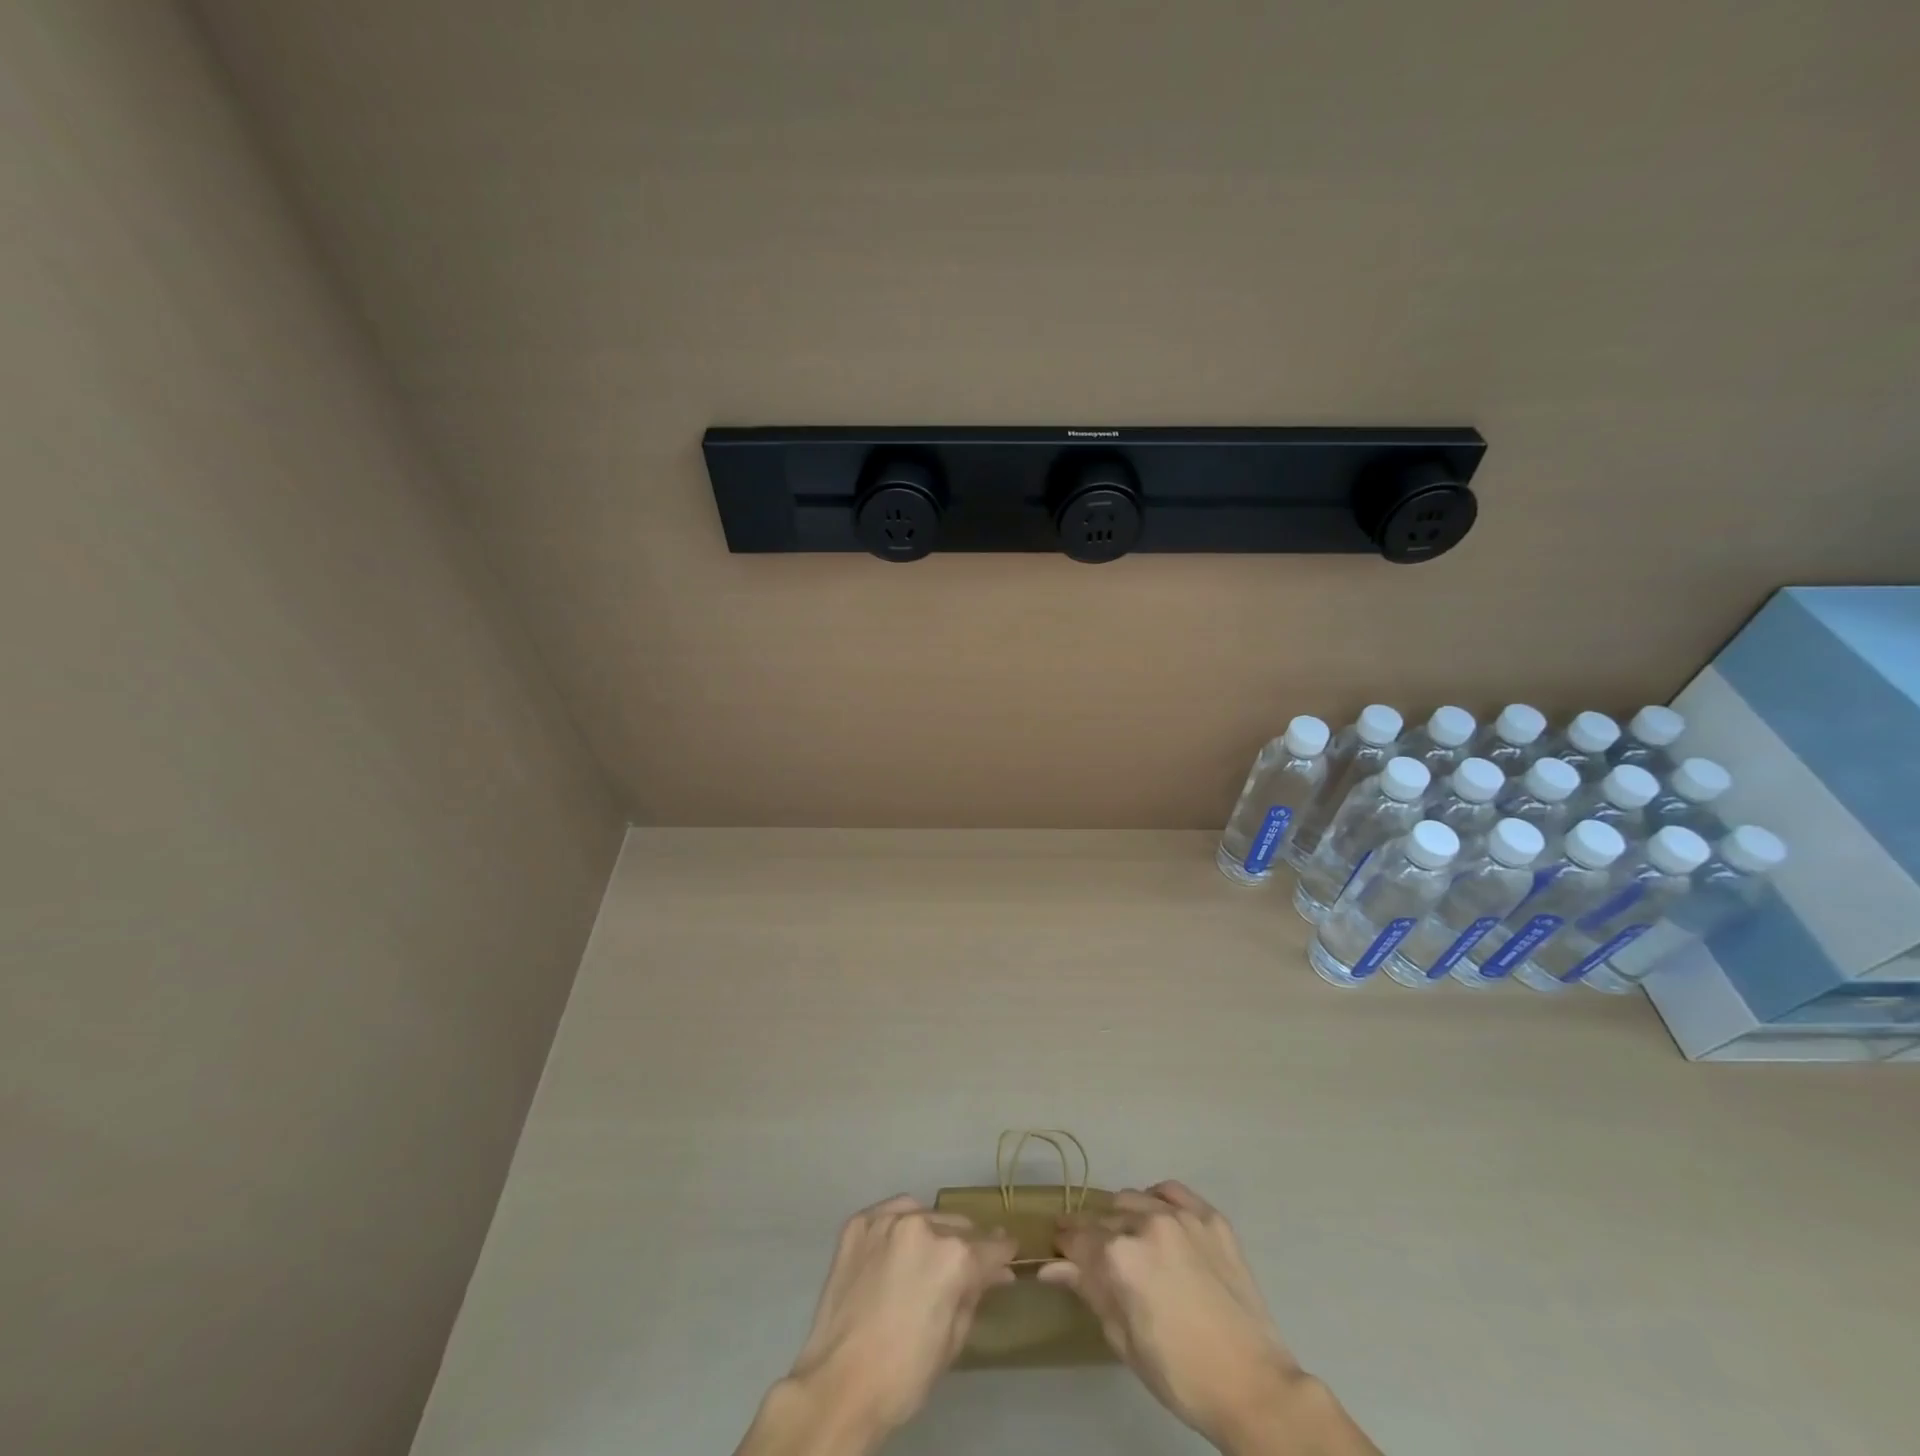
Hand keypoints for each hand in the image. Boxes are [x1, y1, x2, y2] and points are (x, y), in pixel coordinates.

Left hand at [736, 1195, 1016, 1455]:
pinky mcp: (859, 1223)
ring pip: (925, 1214)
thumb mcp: (954, 1339)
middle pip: (959, 1226)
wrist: (839, 1385)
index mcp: (954, 1257)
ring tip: (924, 1258)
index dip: (1003, 1254)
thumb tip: (996, 1272)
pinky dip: (898, 1227)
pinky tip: (895, 1250)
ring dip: (932, 1232)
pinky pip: (890, 1214)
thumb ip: (975, 1294)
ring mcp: (887, 1220)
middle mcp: (924, 1226)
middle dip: (966, 1246)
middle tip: (962, 1268)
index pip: (992, 1246)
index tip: (1007, 1256)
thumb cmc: (904, 1374)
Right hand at [1041, 1182, 1375, 1455]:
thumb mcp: (1124, 1339)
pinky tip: (1161, 1221)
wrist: (1254, 1386)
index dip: (1064, 1244)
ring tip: (1134, 1244)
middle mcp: (1146, 1223)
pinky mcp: (1211, 1217)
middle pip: (1104, 1216)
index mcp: (1119, 1256)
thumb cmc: (1180, 1375)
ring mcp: (1181, 1215)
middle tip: (1100, 1258)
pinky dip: (1158, 1200)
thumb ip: (1088, 1291)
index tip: (1060, 1250)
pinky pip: (1171, 1192)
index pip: (1076, 1236)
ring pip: (1134, 1198)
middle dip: (1094, 1235)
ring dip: (1125, 1217)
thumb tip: (1050, 1267)